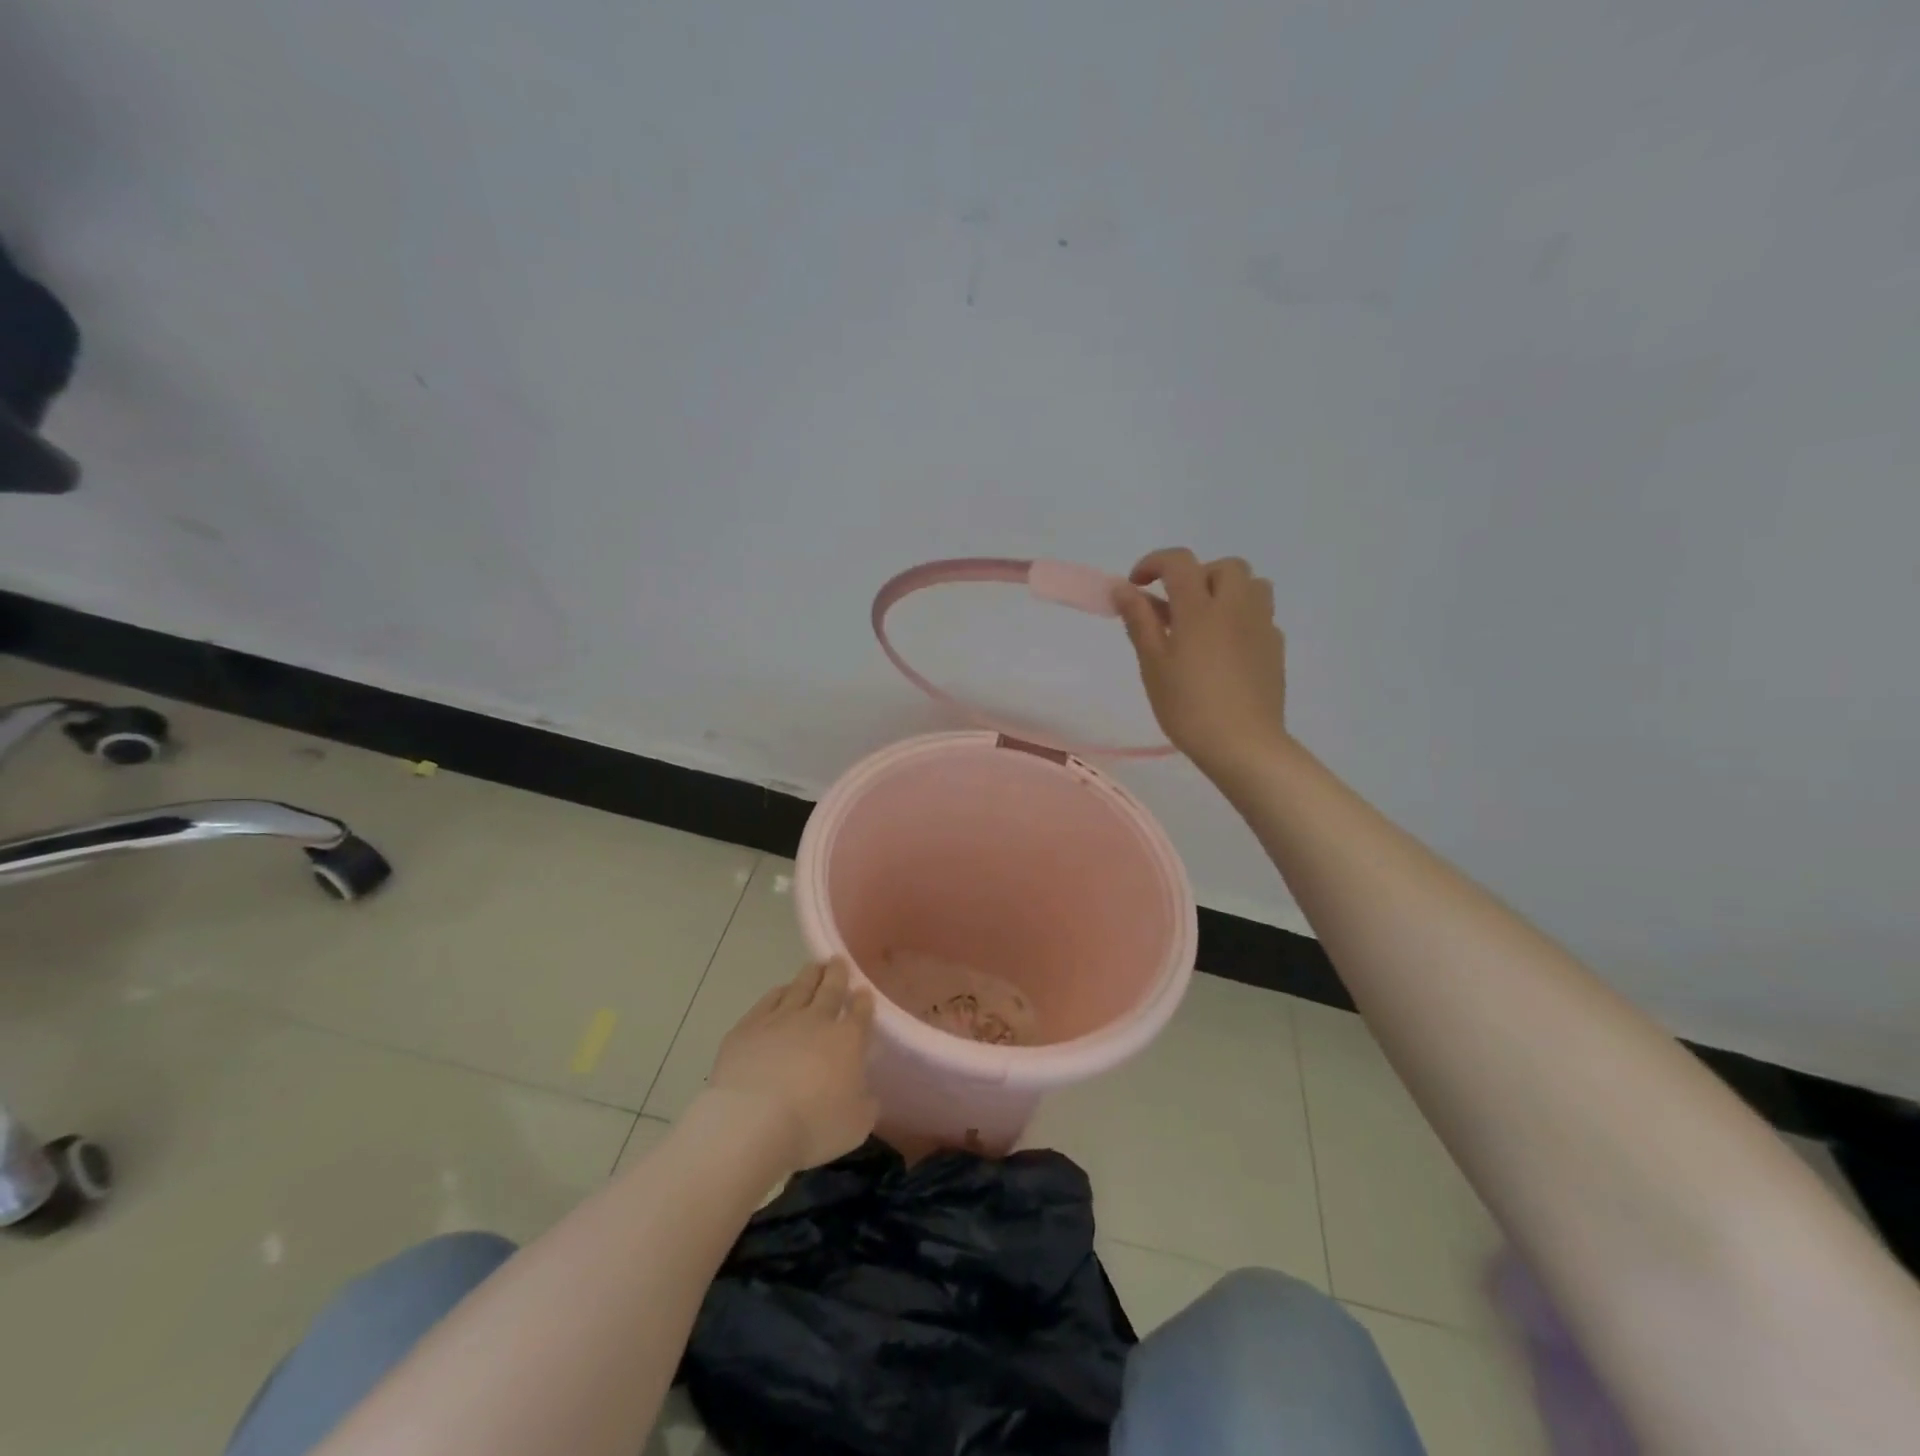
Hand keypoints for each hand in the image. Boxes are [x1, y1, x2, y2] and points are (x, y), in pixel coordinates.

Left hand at [707, 958, 878, 1172]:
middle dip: (837, 974)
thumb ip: (865, 1103)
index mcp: (847, 1041)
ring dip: (810, 976)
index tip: (863, 991)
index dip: (863, 1001)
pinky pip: (768, 1000)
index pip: (860, 1013)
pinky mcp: (748, 1027)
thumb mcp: (856, 1125)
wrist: (753, 1123)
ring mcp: (780, 1019)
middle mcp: (816, 1021)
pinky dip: (778, 992)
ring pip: (800, 988)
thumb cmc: (812, 1127)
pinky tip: (781, 990)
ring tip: (814, 967)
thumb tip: (865, 1093)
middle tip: (838, 961)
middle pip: (830, 990)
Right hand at [1113, 548, 1288, 780]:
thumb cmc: (1188, 706)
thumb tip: (1123, 588)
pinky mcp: (1275, 648)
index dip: (1153, 563)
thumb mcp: (1153, 664)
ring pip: (1252, 585)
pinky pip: (1260, 616)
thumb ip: (1139, 620)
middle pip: (1224, 567)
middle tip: (1175, 606)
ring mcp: (1262, 626)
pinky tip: (1226, 649)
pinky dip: (1241, 619)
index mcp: (1200, 608)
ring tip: (1205, 621)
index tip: (1136, 585)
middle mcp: (1236, 607)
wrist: (1243, 744)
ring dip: (1226, 591)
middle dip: (1196, 576)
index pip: (1179, 562)